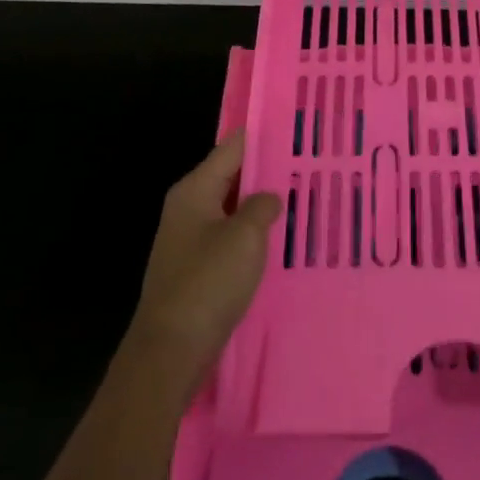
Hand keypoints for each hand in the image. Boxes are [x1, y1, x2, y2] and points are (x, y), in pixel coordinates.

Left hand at [126, 132, 281, 395]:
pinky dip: (252, 232)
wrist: (171, 349)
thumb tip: (269, 198)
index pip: (232, 148)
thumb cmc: (208, 283)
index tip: (295, 129)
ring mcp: (190, 238)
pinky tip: (279, 238)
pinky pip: (229, 236)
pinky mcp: (196, 266)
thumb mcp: (245, 236)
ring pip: (233, 208)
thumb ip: (262, 206)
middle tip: (308, 164)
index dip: (262, 136)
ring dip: (261, 204)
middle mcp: (188, 207)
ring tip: (301, 197)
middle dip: (266, 170)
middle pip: (232, 176)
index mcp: (195, 190)